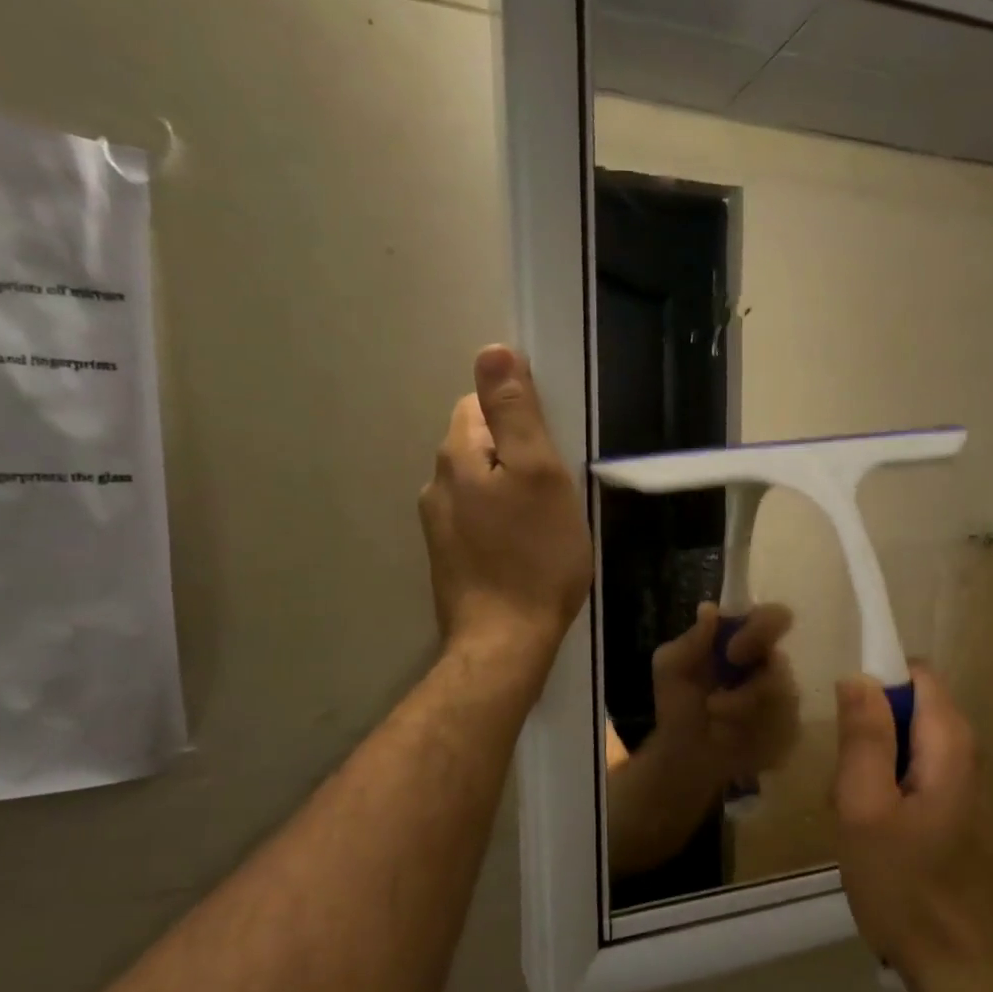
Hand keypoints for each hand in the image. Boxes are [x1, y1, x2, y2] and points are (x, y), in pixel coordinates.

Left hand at [418, 345, 591, 665]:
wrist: (505, 641)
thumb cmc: (535, 556)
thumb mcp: (539, 474)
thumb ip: (515, 412)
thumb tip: (492, 350)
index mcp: (458, 456)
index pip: (478, 404)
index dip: (518, 415)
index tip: (551, 447)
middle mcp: (437, 483)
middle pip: (477, 443)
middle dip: (514, 453)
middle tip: (555, 488)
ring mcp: (437, 525)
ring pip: (477, 483)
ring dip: (507, 489)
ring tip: (544, 520)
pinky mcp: (448, 557)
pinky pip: (476, 518)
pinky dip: (499, 520)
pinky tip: (523, 547)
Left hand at [648, 602, 800, 790]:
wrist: (684, 756)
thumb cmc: (680, 705)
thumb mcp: (671, 667)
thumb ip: (690, 640)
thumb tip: (709, 609)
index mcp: (747, 641)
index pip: (773, 618)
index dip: (762, 627)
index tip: (732, 649)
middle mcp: (771, 666)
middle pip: (782, 663)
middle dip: (751, 685)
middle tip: (717, 700)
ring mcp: (785, 699)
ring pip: (781, 698)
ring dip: (740, 709)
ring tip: (714, 716)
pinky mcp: (789, 731)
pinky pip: (784, 727)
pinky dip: (752, 732)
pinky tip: (733, 736)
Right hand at [831, 666, 992, 988]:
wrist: (966, 971)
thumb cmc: (908, 887)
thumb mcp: (866, 808)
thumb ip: (863, 737)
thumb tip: (858, 676)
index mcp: (949, 742)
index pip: (915, 672)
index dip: (875, 681)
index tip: (843, 723)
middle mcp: (966, 755)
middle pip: (909, 710)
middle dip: (868, 734)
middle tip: (844, 784)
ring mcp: (965, 789)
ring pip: (907, 749)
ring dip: (872, 770)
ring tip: (855, 818)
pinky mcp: (958, 817)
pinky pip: (916, 780)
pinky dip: (888, 795)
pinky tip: (875, 840)